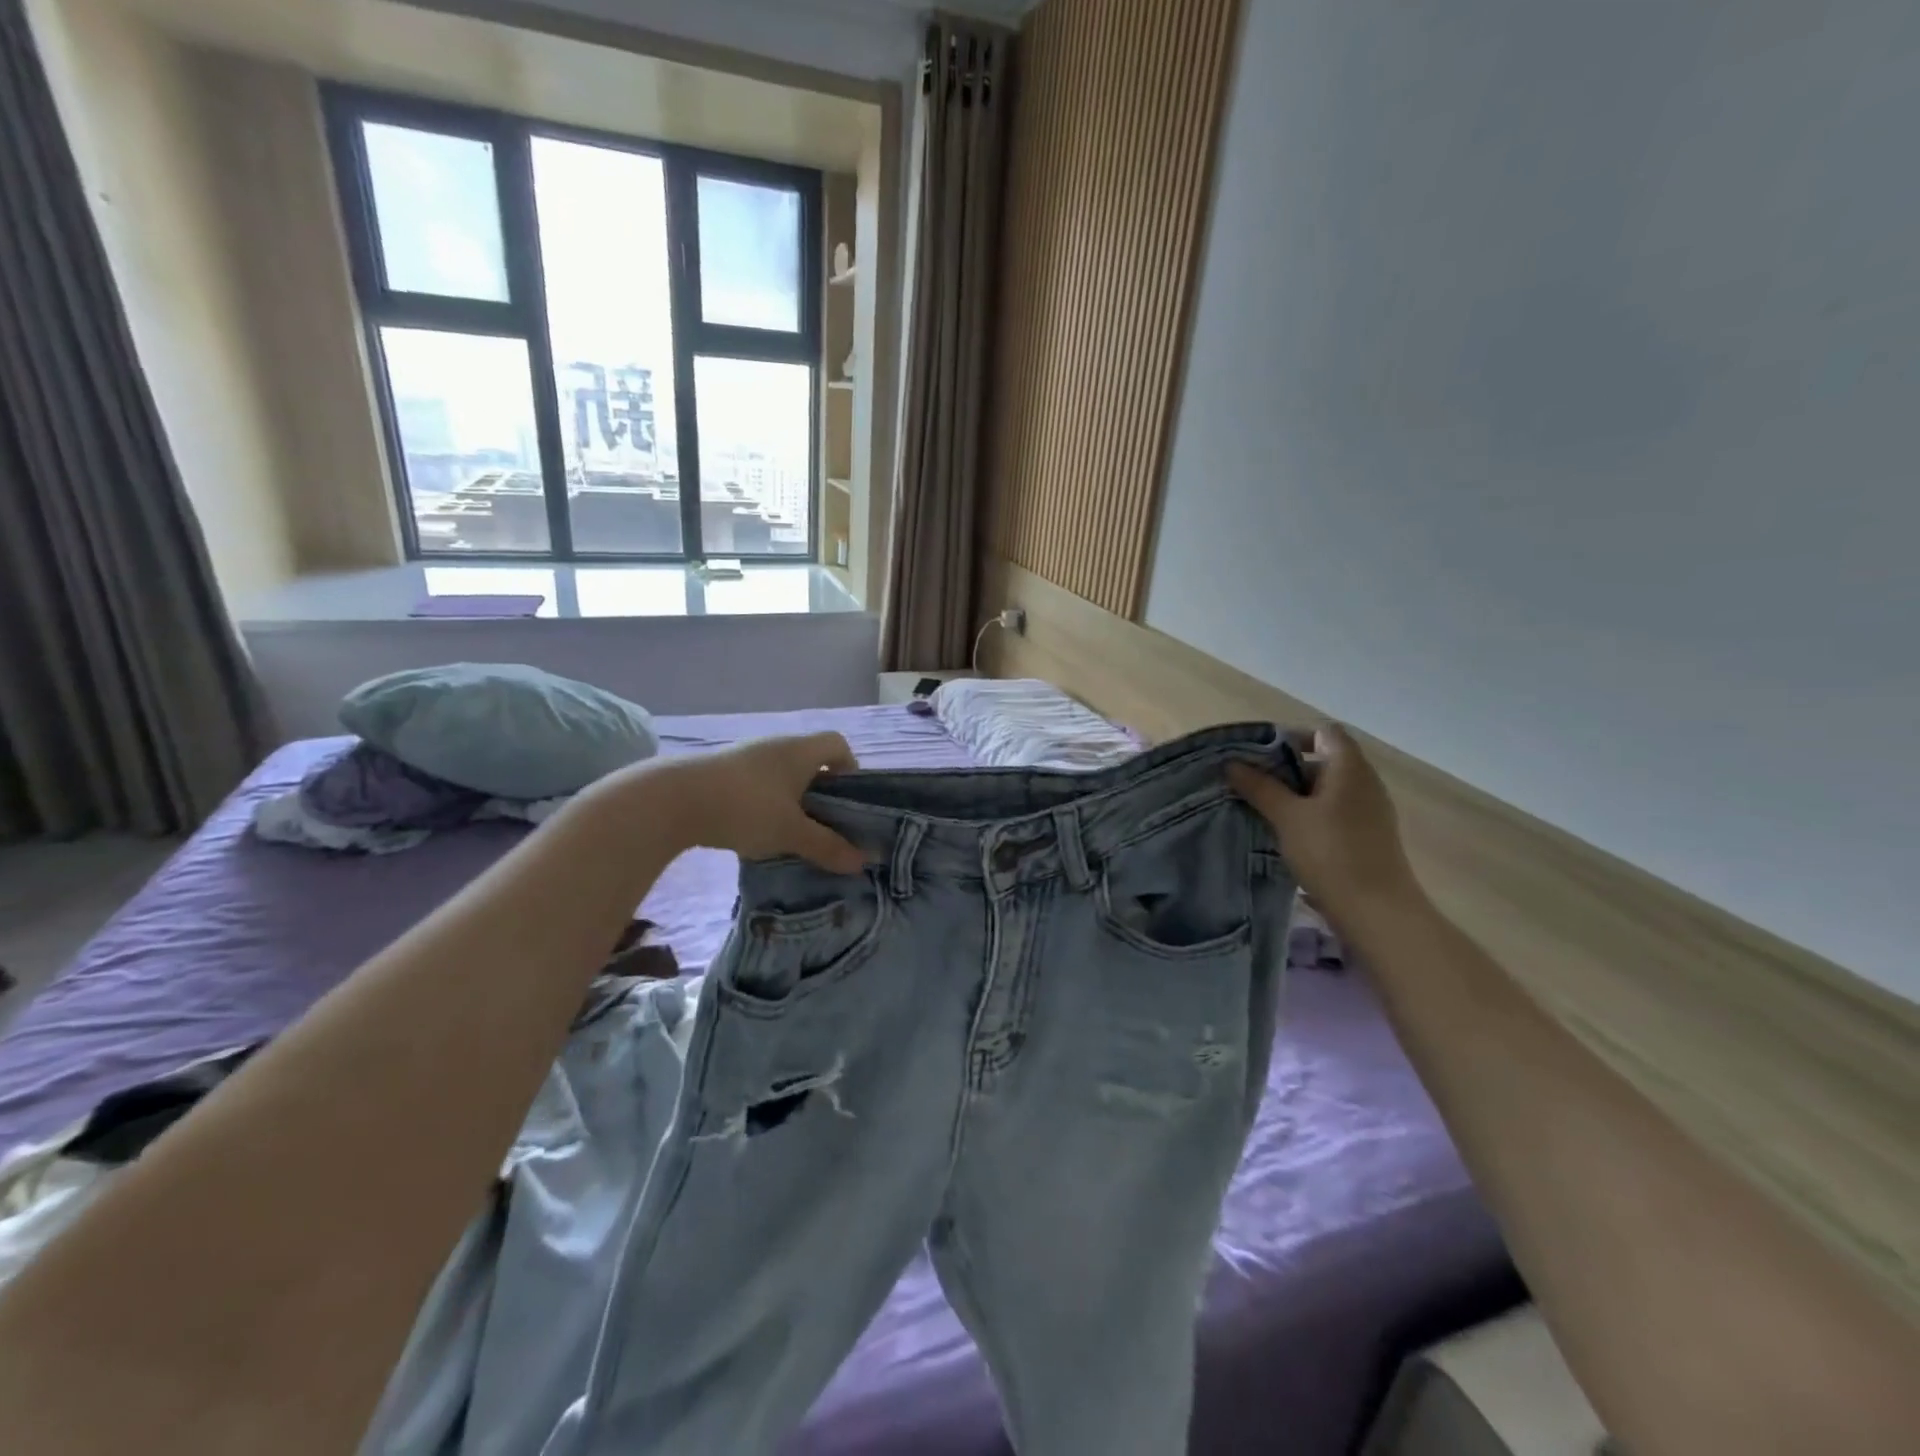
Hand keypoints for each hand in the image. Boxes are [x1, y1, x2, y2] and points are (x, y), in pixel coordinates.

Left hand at [654, 732, 866, 873]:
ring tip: (791, 836)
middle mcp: (775, 746)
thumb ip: (827, 846)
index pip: (838, 745)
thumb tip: (863, 862)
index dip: (850, 770)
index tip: (849, 802)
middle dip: (822, 794)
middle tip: (825, 827)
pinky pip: (757, 786)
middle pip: (811, 763)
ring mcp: (746, 758)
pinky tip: (757, 834)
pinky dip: (765, 806)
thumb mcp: (791, 832)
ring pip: (782, 777)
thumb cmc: (746, 807)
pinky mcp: (721, 773)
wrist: (673, 801)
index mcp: (800, 750)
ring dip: (792, 802)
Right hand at [1227, 723, 1421, 929]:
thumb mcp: (1287, 817)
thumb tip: (1232, 764)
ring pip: (1327, 788)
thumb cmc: (1331, 853)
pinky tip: (1286, 833)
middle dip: (1286, 768)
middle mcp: (1365, 782)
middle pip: (1324, 759)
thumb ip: (1259, 787)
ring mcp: (1370, 810)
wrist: (1376, 911)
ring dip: (1296, 794)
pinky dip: (1310, 814)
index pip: (1323, 732)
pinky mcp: (1368, 835)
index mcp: (1350, 767)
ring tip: (1262, 808)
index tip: (1259, 755)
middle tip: (1251, 782)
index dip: (1292, 736)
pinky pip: (1335, 811)